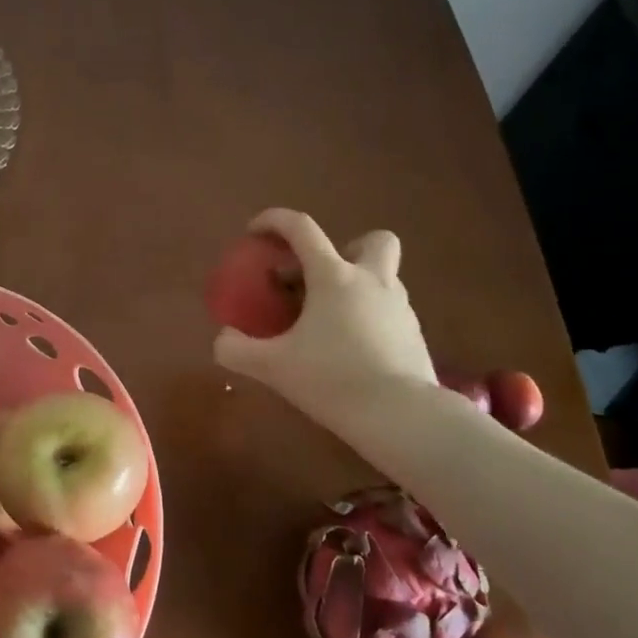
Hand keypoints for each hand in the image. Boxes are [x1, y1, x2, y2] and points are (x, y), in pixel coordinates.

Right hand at [213, 208, 436, 424]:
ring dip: (356, 287)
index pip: (302, 229)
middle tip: (319, 279)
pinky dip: (369, 318)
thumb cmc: (333, 379)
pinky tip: (351, 350)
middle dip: (346, 249)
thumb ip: (238, 350)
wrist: (402, 417)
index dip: (274, 220)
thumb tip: (222, 340)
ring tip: (329, 322)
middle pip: (371, 240)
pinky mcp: (415, 335)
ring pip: (383, 277)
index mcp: (334, 277)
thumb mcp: (273, 367)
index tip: (254, 231)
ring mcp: (400, 307)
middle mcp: (371, 281)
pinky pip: (389, 312)